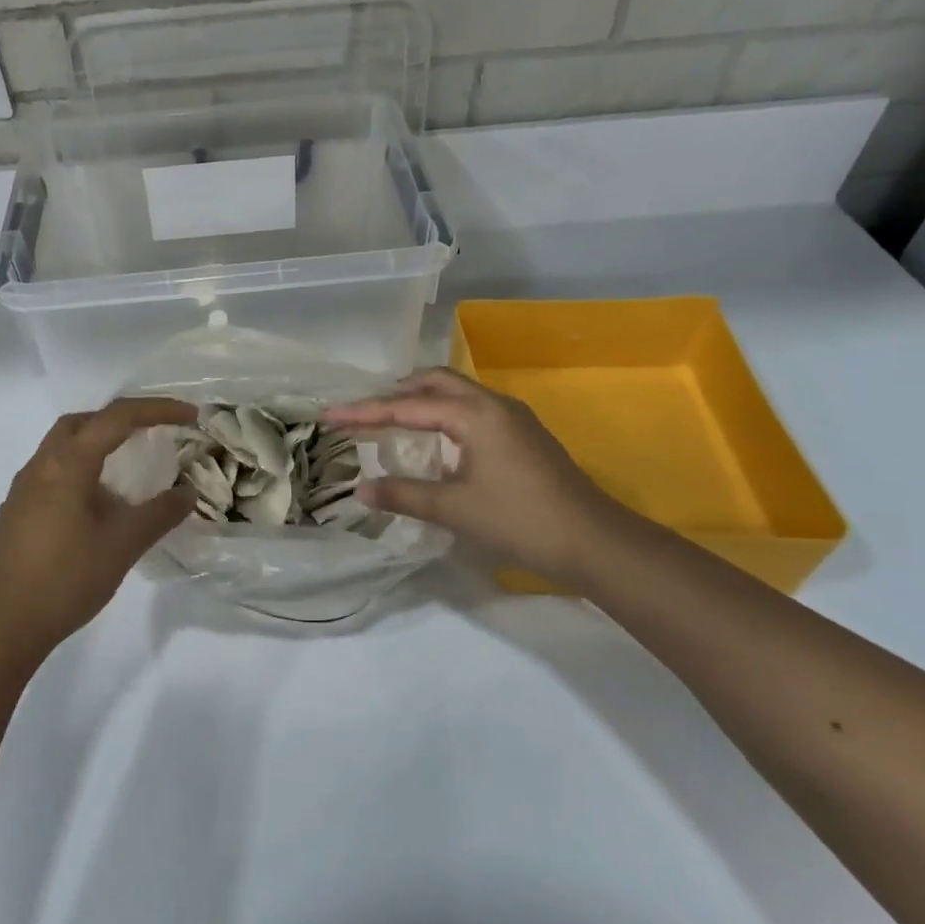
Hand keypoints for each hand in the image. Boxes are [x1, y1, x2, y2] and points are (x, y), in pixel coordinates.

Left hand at [0, 397, 196, 663]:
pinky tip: (99, 504)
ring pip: (64, 446)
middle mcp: (41, 466)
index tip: (191, 416)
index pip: (117, 418)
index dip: (157, 410)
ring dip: (99, 444)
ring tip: (130, 468)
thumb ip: (159, 514)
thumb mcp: (122, 545)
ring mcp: (24, 489)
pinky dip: (83, 469)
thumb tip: (187, 492)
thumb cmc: (64, 579)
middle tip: (154, 433)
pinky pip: (55, 471)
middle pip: (83, 422)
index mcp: (67, 464)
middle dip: (122, 419)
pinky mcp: (17, 512)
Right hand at [325, 368, 621, 588]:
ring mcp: (513, 418)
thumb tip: (362, 489)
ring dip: (422, 401)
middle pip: (436, 382)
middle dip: (396, 391)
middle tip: (365, 410)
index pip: (407, 406)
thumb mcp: (455, 509)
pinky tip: (436, 440)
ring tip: (392, 419)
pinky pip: (473, 410)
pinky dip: (444, 414)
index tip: (330, 415)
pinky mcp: (523, 436)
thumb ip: (405, 495)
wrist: (594, 541)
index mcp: (475, 414)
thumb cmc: (520, 520)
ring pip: (457, 394)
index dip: (365, 411)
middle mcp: (493, 404)